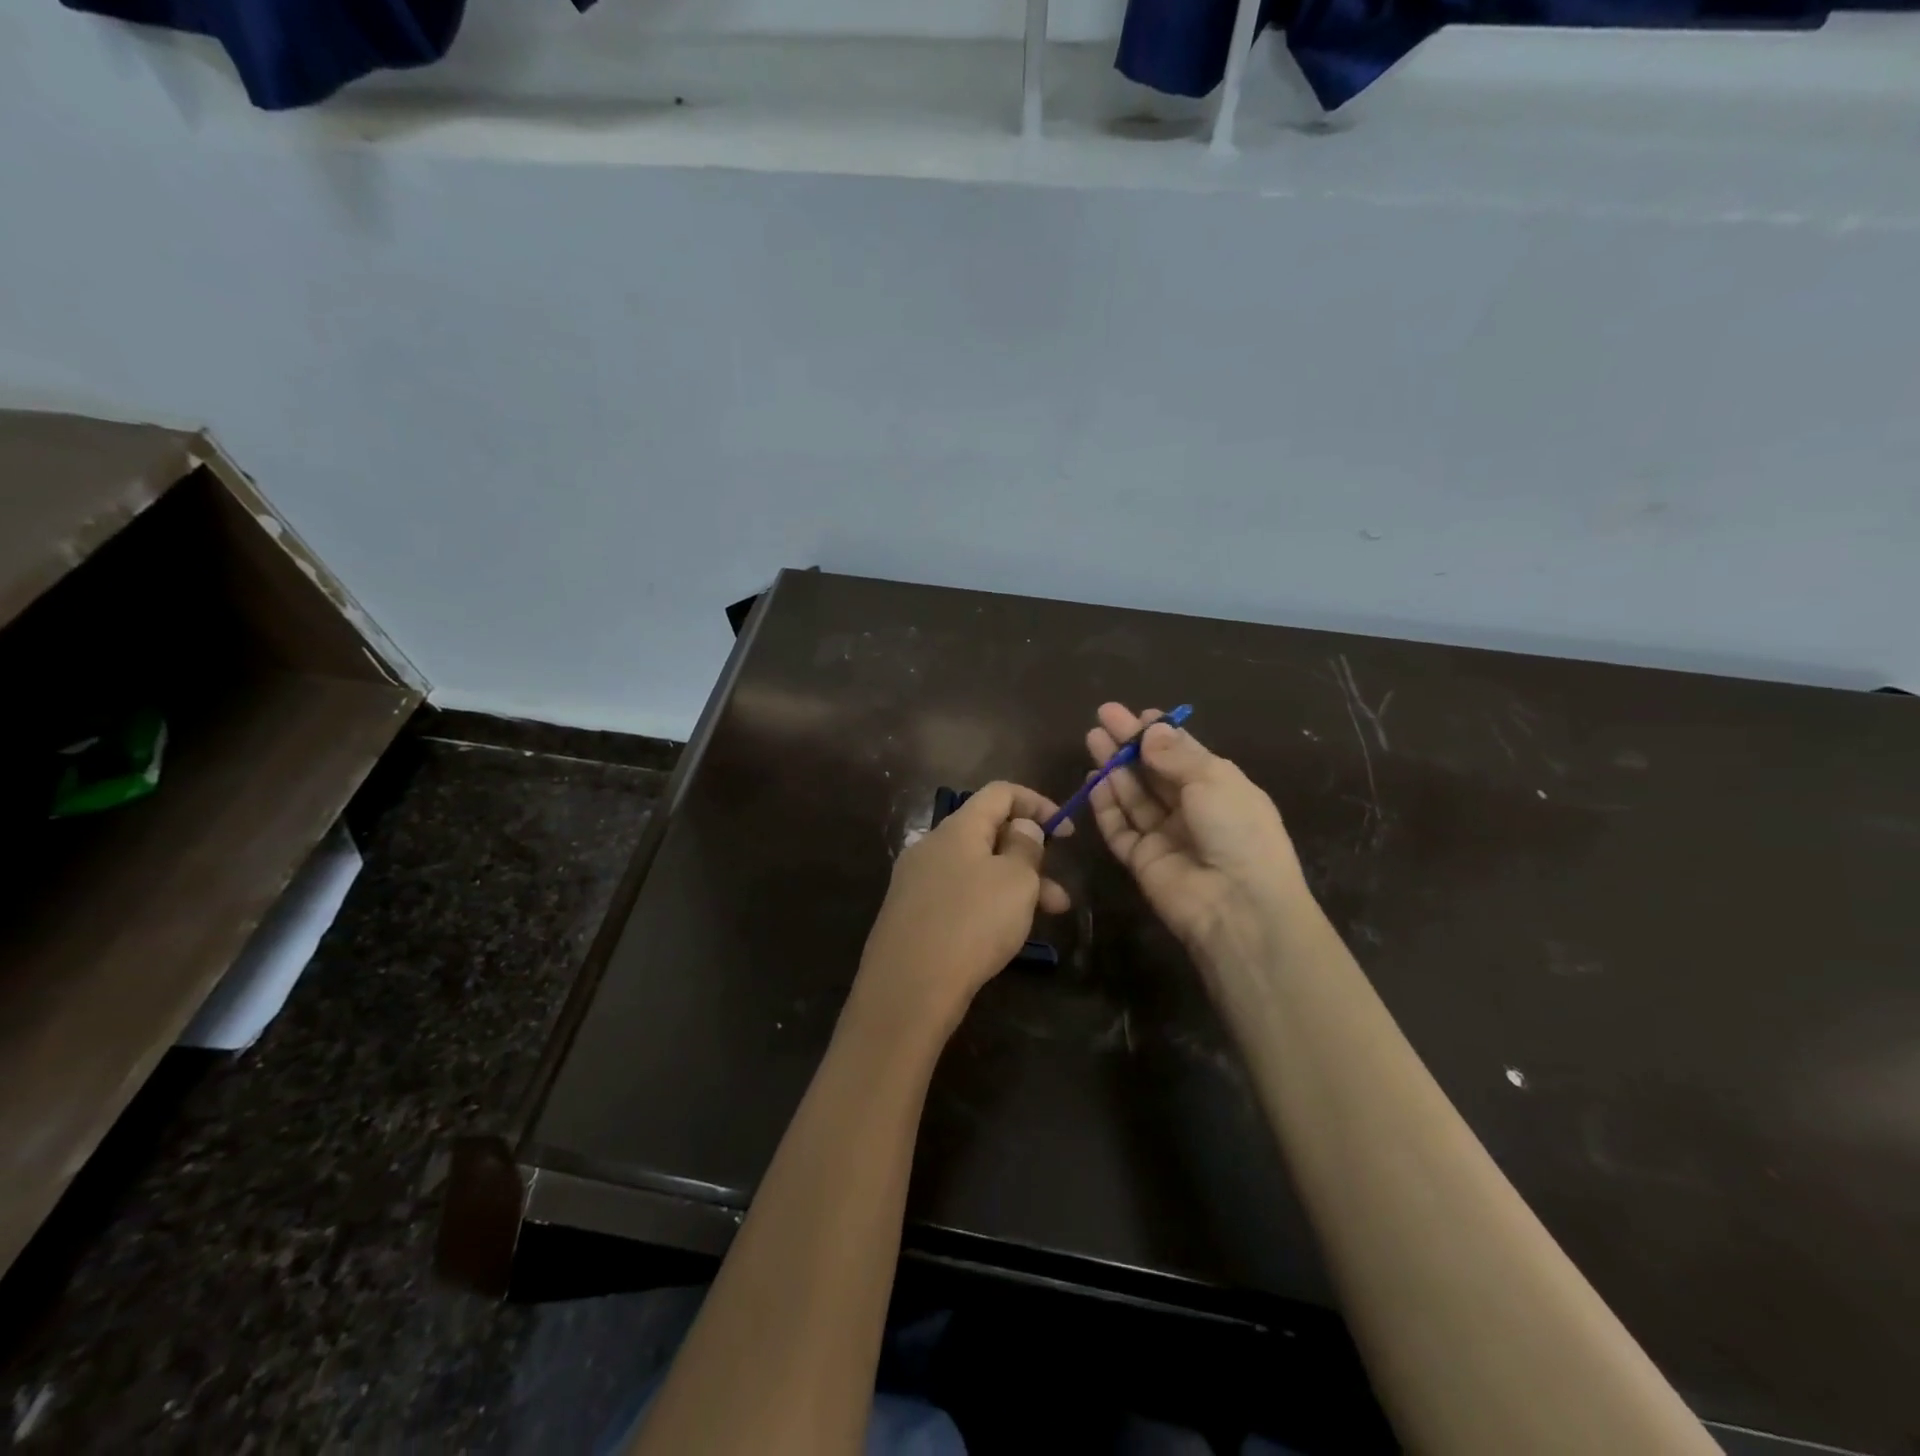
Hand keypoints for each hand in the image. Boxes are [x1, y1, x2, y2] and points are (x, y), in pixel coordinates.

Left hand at [852, 781, 1070, 1038]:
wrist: (908, 988)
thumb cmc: (972, 923)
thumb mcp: (1015, 881)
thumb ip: (1025, 847)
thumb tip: (1021, 827)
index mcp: (957, 828)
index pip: (1000, 793)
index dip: (1037, 804)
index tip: (1066, 833)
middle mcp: (932, 846)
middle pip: (988, 834)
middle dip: (1030, 857)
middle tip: (1059, 893)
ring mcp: (917, 881)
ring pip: (976, 870)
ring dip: (1014, 887)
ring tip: (1048, 918)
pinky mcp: (911, 914)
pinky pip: (958, 896)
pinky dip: (988, 904)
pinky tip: (1004, 934)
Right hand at [1086, 703, 1307, 964]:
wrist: (1238, 906)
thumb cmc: (1237, 831)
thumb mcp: (1213, 780)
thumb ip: (1175, 754)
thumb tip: (1151, 728)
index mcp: (1220, 787)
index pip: (1185, 754)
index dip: (1161, 733)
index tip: (1138, 714)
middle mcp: (1193, 810)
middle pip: (1154, 772)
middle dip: (1130, 745)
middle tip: (1103, 717)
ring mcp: (1166, 836)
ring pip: (1134, 796)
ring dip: (1114, 769)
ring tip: (1092, 738)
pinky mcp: (1142, 861)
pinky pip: (1121, 828)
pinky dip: (1106, 805)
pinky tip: (1093, 781)